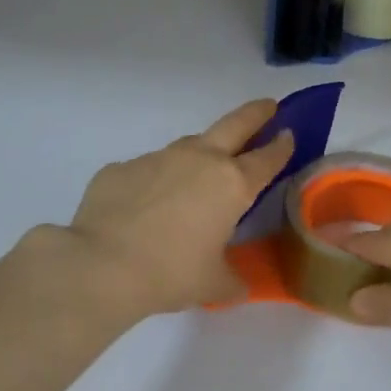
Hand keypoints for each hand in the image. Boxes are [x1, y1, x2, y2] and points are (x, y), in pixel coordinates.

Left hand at [60, 99, 294, 318]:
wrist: (101, 266)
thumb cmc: (171, 274)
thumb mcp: (213, 284)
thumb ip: (231, 278)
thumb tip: (237, 283)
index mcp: (232, 185)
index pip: (267, 158)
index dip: (281, 146)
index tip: (289, 134)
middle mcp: (199, 160)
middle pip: (235, 124)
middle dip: (255, 114)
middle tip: (266, 106)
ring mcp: (158, 158)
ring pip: (188, 145)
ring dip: (200, 154)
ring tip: (196, 176)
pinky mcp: (122, 167)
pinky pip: (147, 170)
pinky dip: (154, 182)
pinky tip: (144, 207)